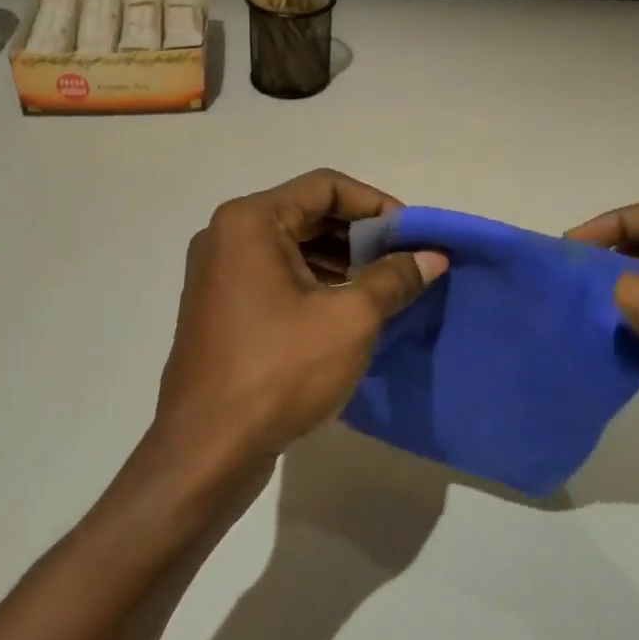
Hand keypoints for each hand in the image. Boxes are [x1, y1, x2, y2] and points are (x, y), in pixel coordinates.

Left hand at [154, 170, 446, 472]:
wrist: (206, 453)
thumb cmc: (279, 372)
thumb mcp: (350, 319)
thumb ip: (394, 278)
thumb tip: (433, 256)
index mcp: (251, 222)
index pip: (326, 186)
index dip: (376, 204)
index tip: (412, 235)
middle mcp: (227, 236)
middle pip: (308, 213)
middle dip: (361, 235)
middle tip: (403, 262)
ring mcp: (219, 273)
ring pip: (293, 246)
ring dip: (341, 260)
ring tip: (384, 288)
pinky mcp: (221, 307)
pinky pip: (276, 276)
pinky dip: (315, 282)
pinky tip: (348, 311)